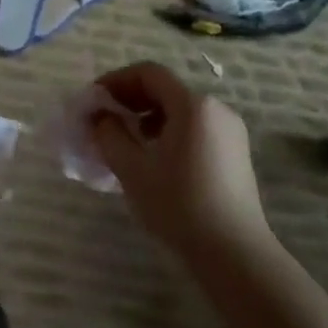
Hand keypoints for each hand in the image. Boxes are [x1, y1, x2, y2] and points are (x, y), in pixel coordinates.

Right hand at [89, 62, 270, 252]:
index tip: (93, 100)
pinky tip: (151, 159)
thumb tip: (99, 117)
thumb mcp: (132, 169)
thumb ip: (109, 134)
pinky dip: (167, 132)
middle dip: (129, 100)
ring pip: (179, 110)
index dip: (116, 80)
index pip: (148, 73)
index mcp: (193, 105)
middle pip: (165, 89)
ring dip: (146, 117)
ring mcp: (230, 131)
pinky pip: (194, 128)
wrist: (234, 254)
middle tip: (103, 120)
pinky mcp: (234, 154)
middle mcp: (216, 109)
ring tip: (123, 142)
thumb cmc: (178, 205)